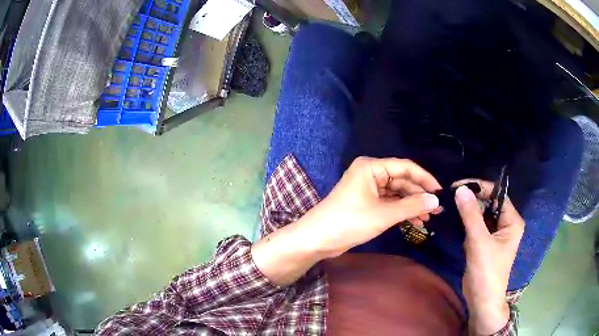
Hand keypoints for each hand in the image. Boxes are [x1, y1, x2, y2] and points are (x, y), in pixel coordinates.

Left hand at [252, 157, 441, 286]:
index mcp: (371, 167)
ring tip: (429, 218)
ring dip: (412, 205)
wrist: (318, 239)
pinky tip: (415, 222)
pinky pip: (389, 203)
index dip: (425, 178)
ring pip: (397, 193)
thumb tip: (435, 200)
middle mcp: (370, 173)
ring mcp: (368, 188)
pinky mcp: (367, 202)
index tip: (440, 191)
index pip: (405, 167)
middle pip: (402, 180)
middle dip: (419, 195)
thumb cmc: (349, 222)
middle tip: (437, 209)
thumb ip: (411, 206)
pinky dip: (401, 211)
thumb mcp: (384, 214)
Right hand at [453, 181, 524, 334]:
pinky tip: (455, 220)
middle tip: (452, 195)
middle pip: (489, 203)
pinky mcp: (485, 243)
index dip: (479, 187)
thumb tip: (461, 189)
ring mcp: (495, 234)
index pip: (497, 194)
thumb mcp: (479, 242)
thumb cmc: (487, 272)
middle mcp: (506, 224)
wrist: (481, 300)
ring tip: (451, 205)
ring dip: (468, 211)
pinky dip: (466, 223)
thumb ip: (471, 215)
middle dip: (472, 199)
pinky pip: (477, 226)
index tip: (458, 185)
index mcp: (512, 221)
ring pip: (482, 214)